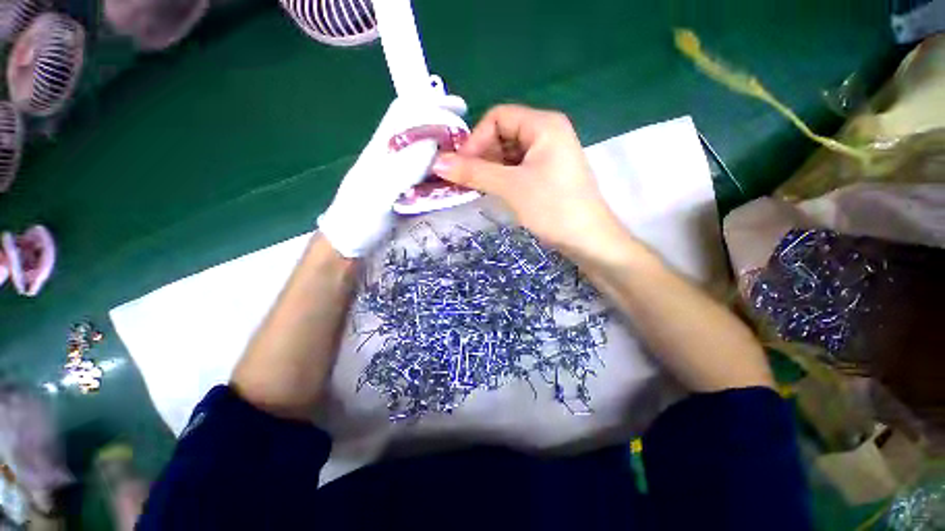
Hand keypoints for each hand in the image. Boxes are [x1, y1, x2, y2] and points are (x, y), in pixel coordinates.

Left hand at [318, 95, 467, 257]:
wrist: (350, 242)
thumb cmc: (358, 218)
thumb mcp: (377, 194)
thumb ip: (402, 169)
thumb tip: (432, 144)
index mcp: (382, 149)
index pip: (404, 113)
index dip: (430, 104)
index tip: (458, 107)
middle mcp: (393, 156)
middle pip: (420, 131)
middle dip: (445, 127)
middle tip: (471, 140)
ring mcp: (400, 174)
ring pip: (427, 153)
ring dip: (448, 151)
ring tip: (469, 158)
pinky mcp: (407, 191)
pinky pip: (429, 175)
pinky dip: (445, 172)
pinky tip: (456, 180)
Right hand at [432, 105, 625, 257]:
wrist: (589, 240)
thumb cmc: (553, 208)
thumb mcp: (511, 187)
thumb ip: (474, 172)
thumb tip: (437, 163)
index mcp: (543, 124)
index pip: (498, 117)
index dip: (476, 139)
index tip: (461, 167)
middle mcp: (547, 133)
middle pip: (503, 134)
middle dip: (482, 156)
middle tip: (466, 180)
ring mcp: (548, 155)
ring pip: (509, 153)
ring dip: (490, 168)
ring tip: (477, 188)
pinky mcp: (547, 174)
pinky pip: (517, 168)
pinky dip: (502, 177)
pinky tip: (493, 191)